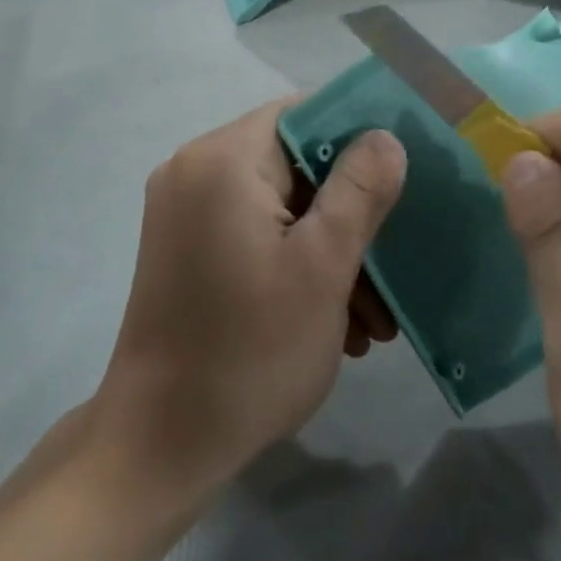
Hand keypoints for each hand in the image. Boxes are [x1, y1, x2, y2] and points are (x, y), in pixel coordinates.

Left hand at [94, 102, 406, 499]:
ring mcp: (183, 212)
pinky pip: (252, 234)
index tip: (401, 177)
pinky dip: (293, 263)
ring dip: (328, 249)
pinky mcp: (184, 250)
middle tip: (393, 264)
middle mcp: (194, 171)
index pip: (302, 114)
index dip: (357, 138)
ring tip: (373, 316)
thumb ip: (360, 190)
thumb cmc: (249, 350)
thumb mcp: (323, 266)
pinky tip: (334, 319)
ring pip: (278, 206)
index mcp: (223, 159)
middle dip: (349, 215)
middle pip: (292, 164)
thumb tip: (384, 137)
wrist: (160, 445)